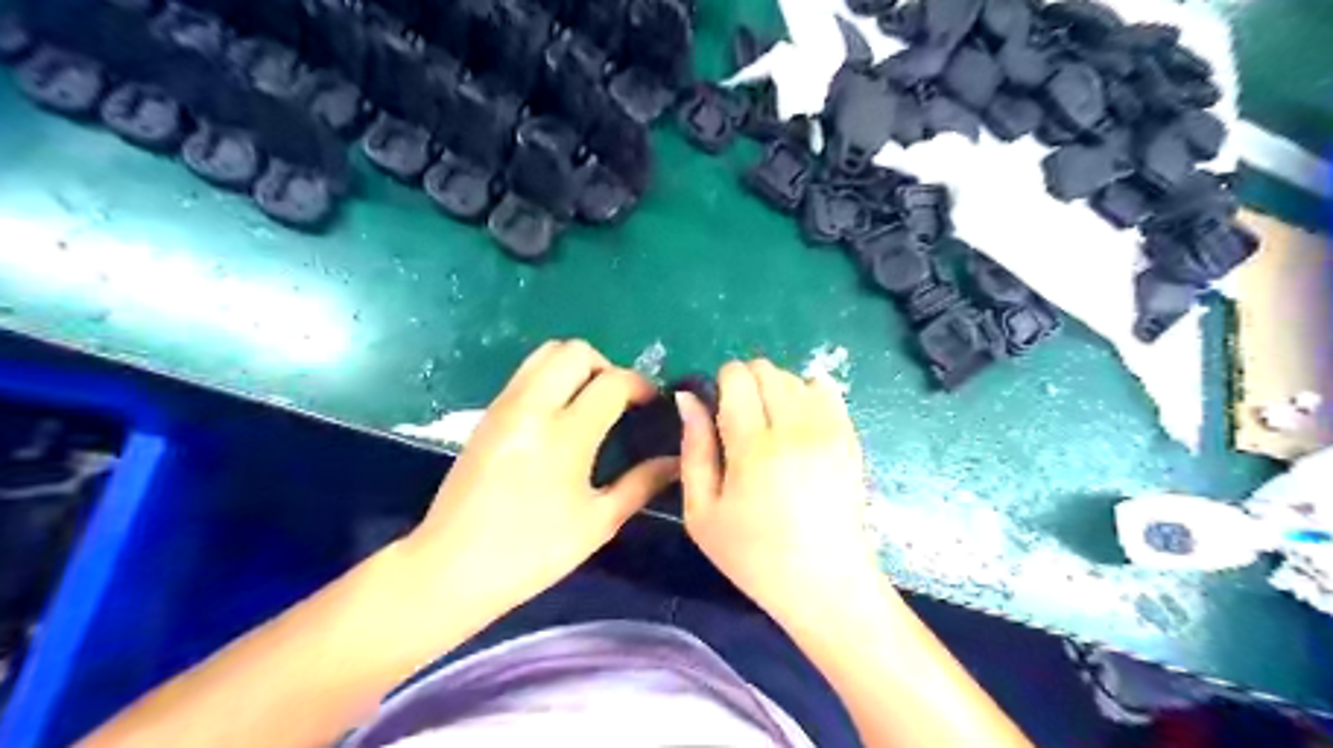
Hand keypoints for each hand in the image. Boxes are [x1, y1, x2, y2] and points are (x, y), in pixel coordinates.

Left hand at [399, 343, 677, 615]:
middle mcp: (532, 407)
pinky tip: (560, 417)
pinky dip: (552, 378)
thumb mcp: (597, 523)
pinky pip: (526, 373)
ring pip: (546, 354)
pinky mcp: (488, 414)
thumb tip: (676, 460)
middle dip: (608, 367)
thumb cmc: (532, 552)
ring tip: (590, 404)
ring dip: (577, 367)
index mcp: (565, 435)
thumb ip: (642, 483)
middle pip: (576, 352)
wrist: (451, 567)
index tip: (653, 403)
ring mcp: (504, 406)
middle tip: (619, 401)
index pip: (613, 382)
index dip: (641, 386)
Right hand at [678, 360, 876, 623]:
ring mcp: (829, 430)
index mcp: (754, 447)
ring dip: (776, 389)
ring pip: (795, 376)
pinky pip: (827, 389)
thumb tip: (687, 397)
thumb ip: (693, 448)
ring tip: (771, 427)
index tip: (718, 411)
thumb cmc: (754, 556)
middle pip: (766, 369)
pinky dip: (807, 394)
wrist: (826, 584)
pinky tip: (799, 425)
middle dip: (746, 383)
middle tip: (741, 423)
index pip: (737, 376)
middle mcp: (796, 428)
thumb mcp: (702, 513)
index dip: (721, 383)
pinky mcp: (850, 436)